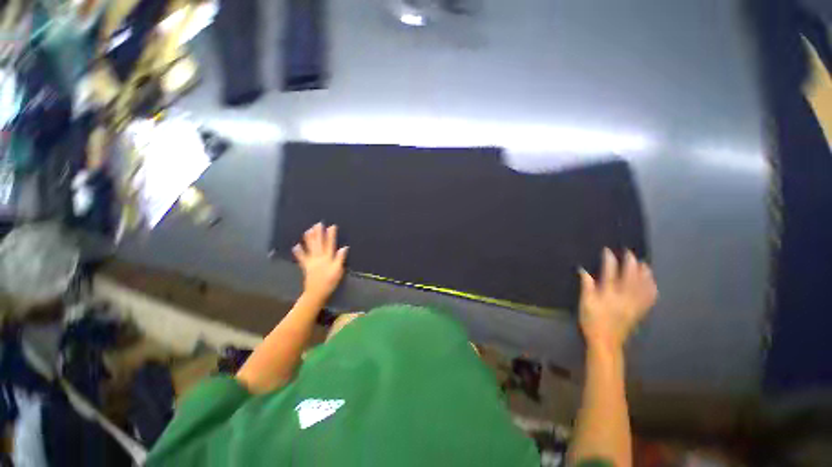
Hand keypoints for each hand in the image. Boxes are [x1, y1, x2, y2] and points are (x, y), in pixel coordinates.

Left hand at [293, 223, 348, 301]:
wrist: (316, 293)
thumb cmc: (330, 281)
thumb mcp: (338, 270)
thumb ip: (340, 258)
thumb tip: (344, 248)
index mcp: (328, 258)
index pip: (330, 244)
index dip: (331, 235)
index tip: (331, 226)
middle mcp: (319, 257)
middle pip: (318, 243)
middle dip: (318, 233)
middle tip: (317, 224)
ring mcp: (311, 261)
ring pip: (310, 248)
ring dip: (309, 239)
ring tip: (308, 230)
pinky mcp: (306, 266)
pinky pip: (301, 258)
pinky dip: (299, 252)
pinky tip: (296, 246)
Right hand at [578, 249, 656, 351]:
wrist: (605, 342)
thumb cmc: (591, 321)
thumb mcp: (585, 303)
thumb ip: (586, 286)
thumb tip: (583, 271)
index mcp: (608, 295)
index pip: (610, 274)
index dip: (609, 261)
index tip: (608, 251)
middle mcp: (624, 298)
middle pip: (631, 277)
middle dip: (630, 264)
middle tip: (629, 253)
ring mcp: (634, 305)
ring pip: (643, 287)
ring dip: (645, 274)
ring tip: (644, 264)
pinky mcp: (639, 312)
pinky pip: (649, 299)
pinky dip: (652, 289)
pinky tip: (652, 283)